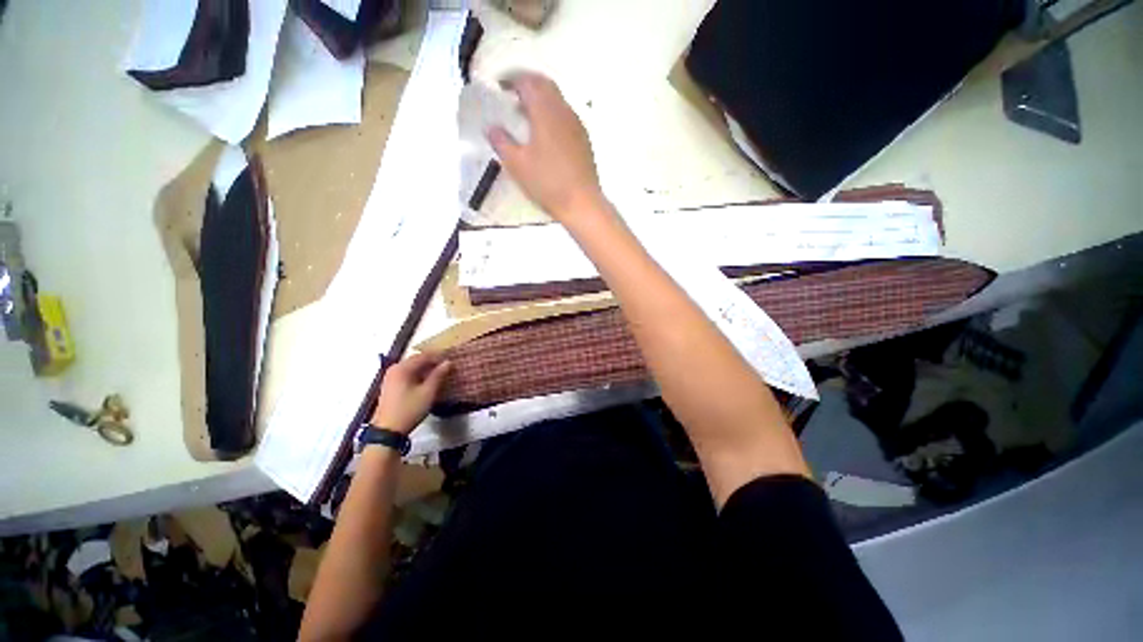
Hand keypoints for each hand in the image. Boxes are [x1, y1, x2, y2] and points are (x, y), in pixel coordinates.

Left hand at [370, 353, 451, 434]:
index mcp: (402, 368)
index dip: (439, 357)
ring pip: (412, 367)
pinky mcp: (390, 386)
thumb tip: (448, 362)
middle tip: (447, 368)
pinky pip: (407, 374)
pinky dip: (418, 376)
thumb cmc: (409, 410)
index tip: (452, 361)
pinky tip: (427, 383)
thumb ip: (438, 375)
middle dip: (432, 363)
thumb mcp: (428, 392)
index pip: (424, 355)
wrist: (387, 431)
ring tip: (440, 375)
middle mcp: (394, 369)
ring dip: (426, 370)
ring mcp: (390, 377)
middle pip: (417, 360)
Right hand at [488, 72, 604, 222]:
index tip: (498, 86)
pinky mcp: (584, 140)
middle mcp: (564, 111)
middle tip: (511, 97)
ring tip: (525, 116)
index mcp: (545, 111)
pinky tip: (544, 134)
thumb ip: (501, 142)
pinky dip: (551, 115)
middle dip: (527, 85)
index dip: (510, 79)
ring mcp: (577, 125)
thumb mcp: (517, 165)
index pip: (527, 81)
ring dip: (540, 100)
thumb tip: (491, 127)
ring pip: (557, 100)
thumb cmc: (547, 183)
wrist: (582, 203)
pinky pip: (565, 116)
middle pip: (545, 85)